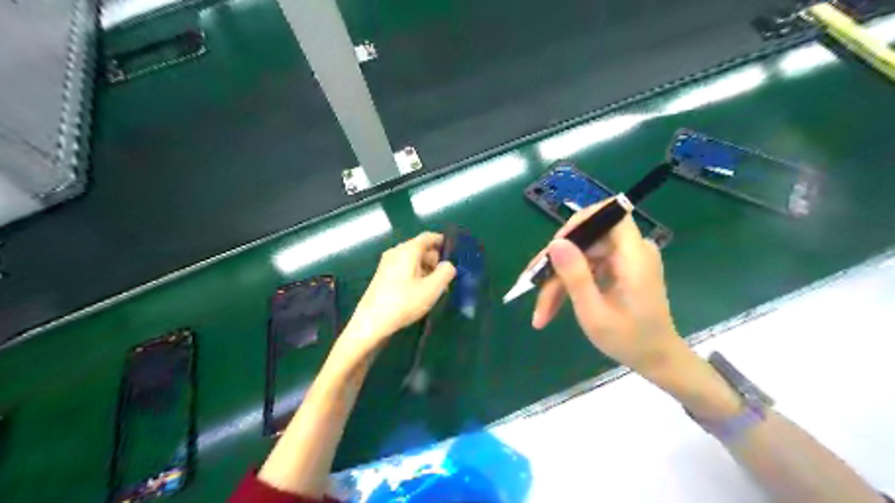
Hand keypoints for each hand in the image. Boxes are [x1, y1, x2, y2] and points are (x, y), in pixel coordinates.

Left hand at [339, 234, 457, 358]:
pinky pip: (404, 269)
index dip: (443, 242)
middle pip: (421, 249)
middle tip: (448, 277)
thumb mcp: (432, 289)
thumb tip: (448, 265)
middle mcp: (396, 252)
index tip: (455, 253)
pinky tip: (421, 293)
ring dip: (427, 270)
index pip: (428, 237)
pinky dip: (416, 276)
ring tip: (437, 288)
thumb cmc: (404, 302)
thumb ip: (445, 272)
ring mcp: (387, 264)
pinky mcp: (383, 277)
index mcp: (408, 250)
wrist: (371, 322)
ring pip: (413, 260)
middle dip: (436, 261)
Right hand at [530, 199, 677, 374]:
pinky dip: (571, 283)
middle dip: (558, 263)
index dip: (581, 222)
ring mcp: (626, 260)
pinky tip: (554, 304)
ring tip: (542, 310)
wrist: (656, 359)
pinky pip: (589, 266)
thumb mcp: (594, 313)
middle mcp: (632, 251)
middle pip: (588, 240)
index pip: (612, 214)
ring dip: (559, 279)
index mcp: (634, 257)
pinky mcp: (620, 269)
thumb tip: (554, 243)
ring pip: (582, 256)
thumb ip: (575, 276)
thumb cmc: (629, 340)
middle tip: (533, 285)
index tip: (556, 246)